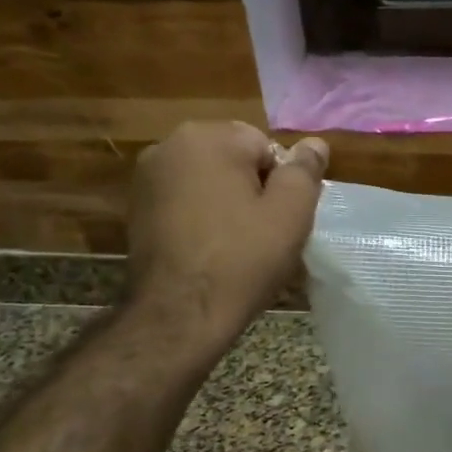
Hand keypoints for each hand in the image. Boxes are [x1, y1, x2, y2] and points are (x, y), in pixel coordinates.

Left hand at [128, 121, 328, 345]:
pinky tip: (210, 253)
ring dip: (227, 206)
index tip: (281, 220)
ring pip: (208, 183)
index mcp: (208, 137)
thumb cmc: (242, 259)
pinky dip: (202, 220)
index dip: (281, 185)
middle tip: (264, 236)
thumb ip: (305, 172)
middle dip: (253, 191)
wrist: (180, 314)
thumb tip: (315, 143)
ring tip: (238, 248)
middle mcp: (169, 145)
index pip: (266, 146)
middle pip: (234, 161)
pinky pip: (185, 204)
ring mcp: (147, 178)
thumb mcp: (291, 214)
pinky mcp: (136, 210)